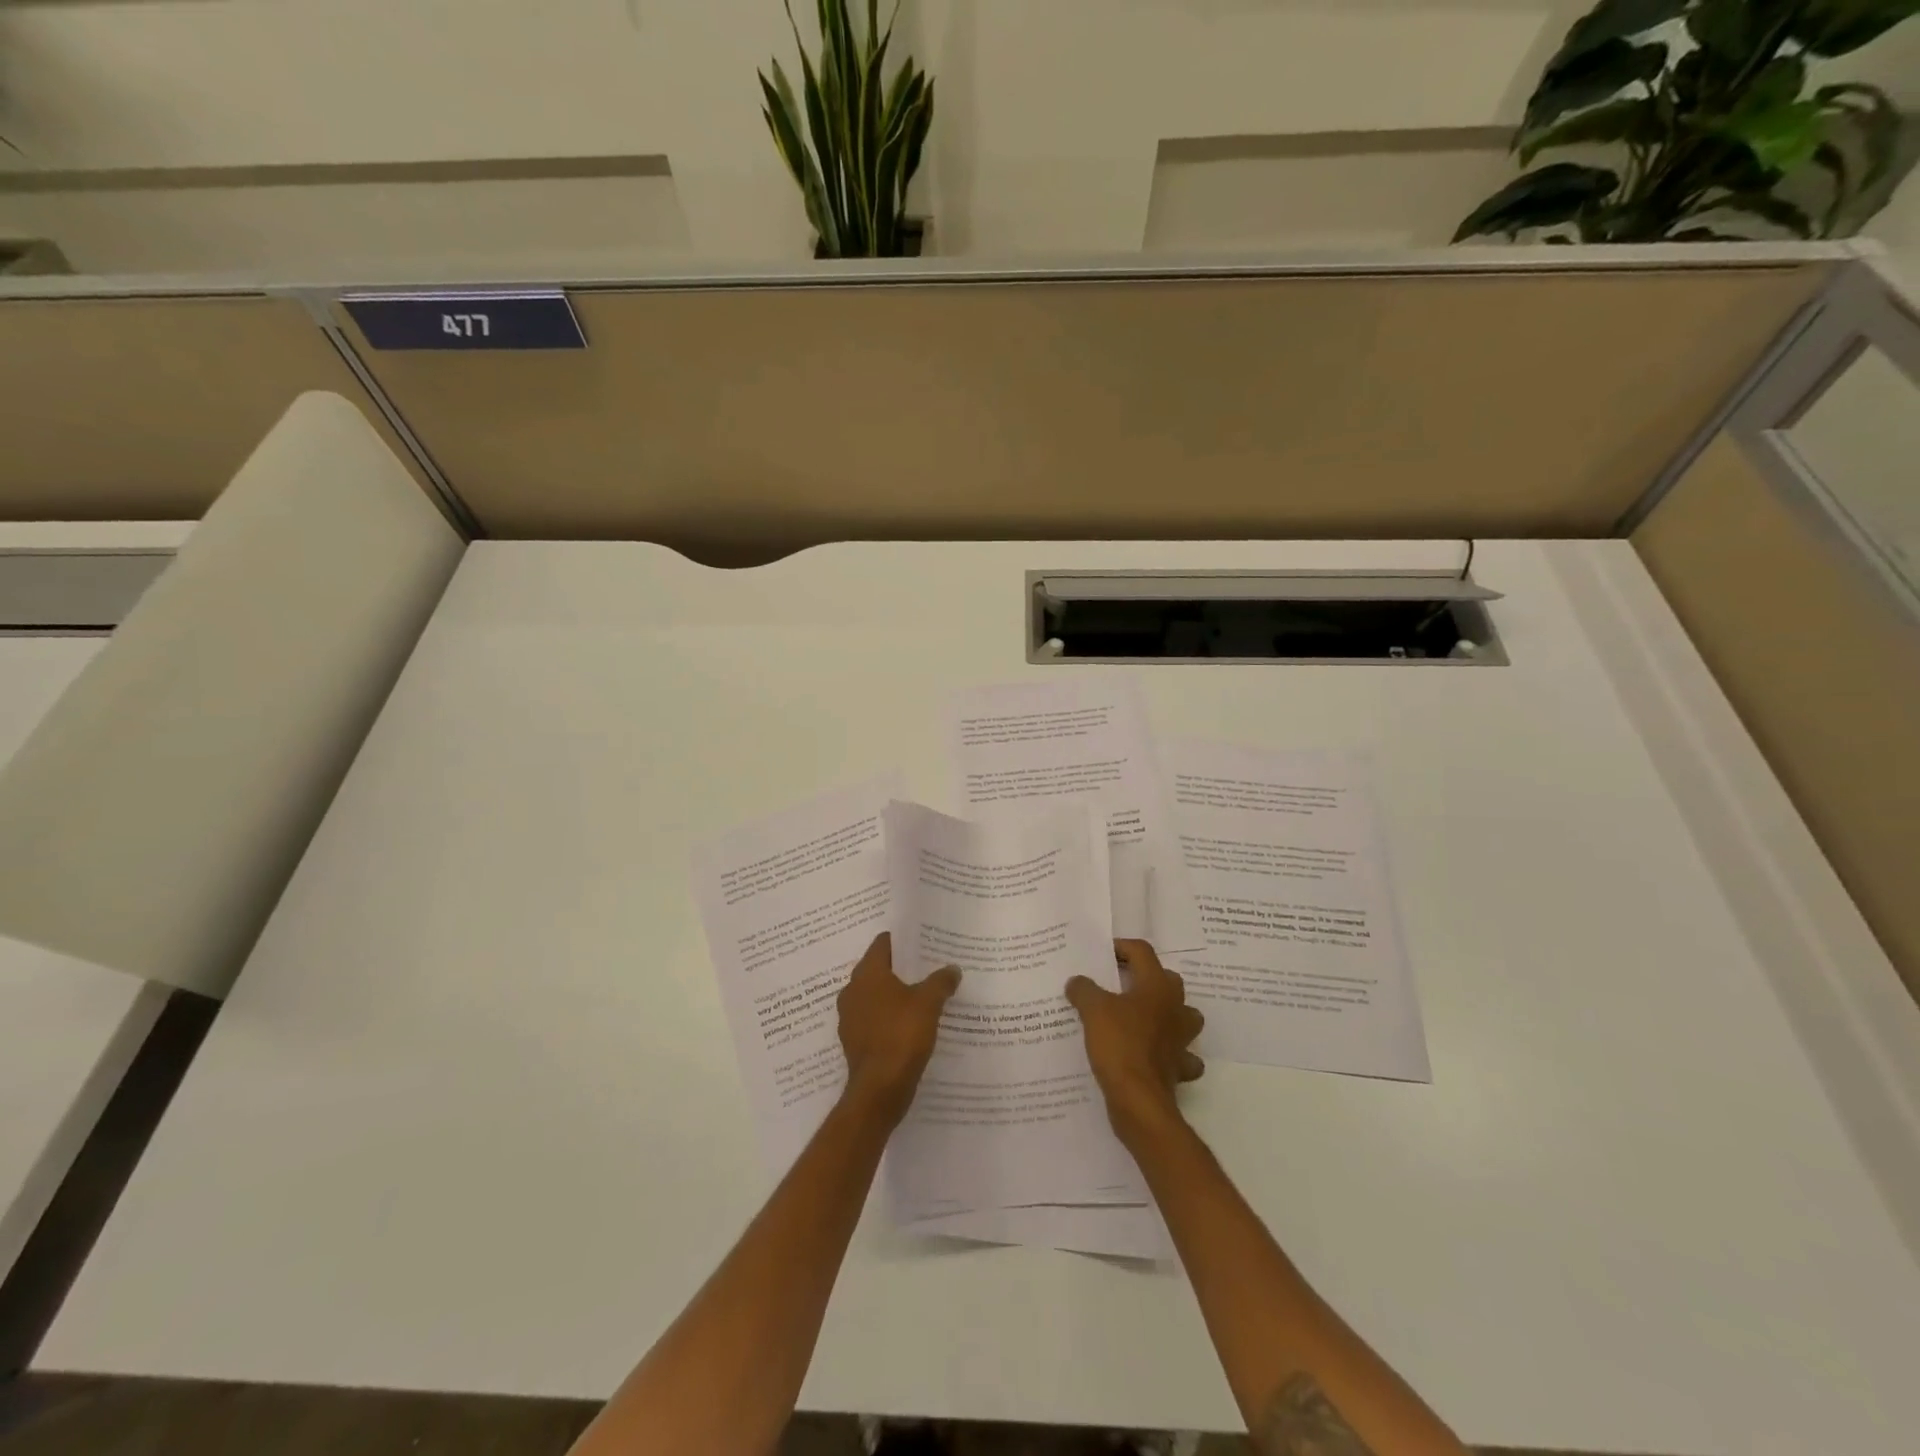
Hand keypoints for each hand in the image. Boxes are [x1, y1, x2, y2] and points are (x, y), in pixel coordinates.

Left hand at [837, 932, 961, 1126]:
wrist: (879, 1090)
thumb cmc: (902, 1035)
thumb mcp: (929, 1003)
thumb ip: (941, 981)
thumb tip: (952, 968)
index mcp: (867, 974)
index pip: (883, 943)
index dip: (904, 940)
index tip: (924, 942)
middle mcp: (852, 990)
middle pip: (879, 969)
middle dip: (902, 968)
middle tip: (929, 967)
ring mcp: (850, 1017)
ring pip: (876, 996)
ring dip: (896, 995)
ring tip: (923, 996)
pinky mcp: (854, 1041)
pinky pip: (874, 1019)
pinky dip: (889, 1018)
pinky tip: (911, 1025)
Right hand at [1066, 939, 1204, 1144]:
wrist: (1138, 1100)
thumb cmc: (1118, 1044)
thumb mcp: (1092, 1009)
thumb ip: (1084, 989)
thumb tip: (1078, 982)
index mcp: (1157, 986)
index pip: (1142, 952)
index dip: (1122, 947)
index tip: (1101, 954)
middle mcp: (1176, 1008)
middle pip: (1167, 980)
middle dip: (1146, 978)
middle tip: (1118, 983)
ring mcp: (1182, 1039)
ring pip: (1183, 1016)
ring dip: (1165, 1014)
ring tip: (1140, 1017)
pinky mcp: (1179, 1068)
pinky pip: (1179, 1056)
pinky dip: (1168, 1055)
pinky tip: (1151, 1056)